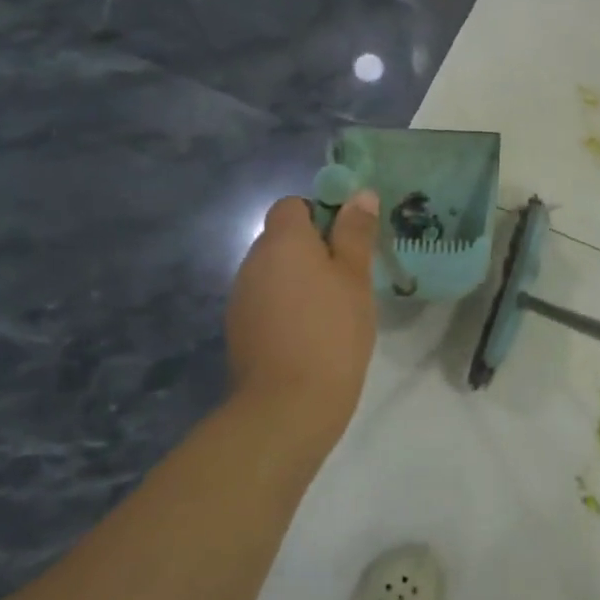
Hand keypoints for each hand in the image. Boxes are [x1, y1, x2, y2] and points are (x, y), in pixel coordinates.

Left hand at [226, 193, 379, 430]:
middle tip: (349, 279)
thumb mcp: (355, 277)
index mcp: (282, 241)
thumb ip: (356, 233)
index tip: (348, 242)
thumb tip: (361, 194)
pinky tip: (309, 335)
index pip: (292, 205)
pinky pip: (266, 301)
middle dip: (313, 250)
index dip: (321, 215)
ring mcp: (241, 297)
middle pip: (282, 239)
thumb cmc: (332, 331)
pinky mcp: (239, 329)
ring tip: (332, 311)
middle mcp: (252, 261)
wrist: (288, 405)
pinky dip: (286, 307)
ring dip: (299, 280)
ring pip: (274, 272)